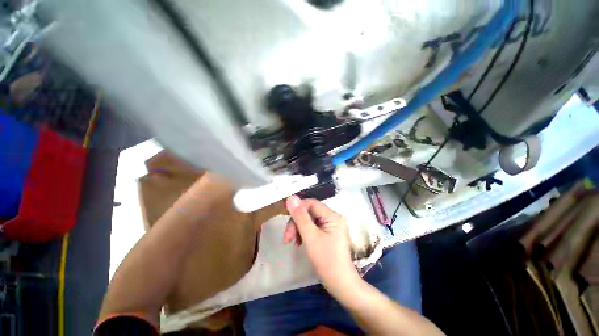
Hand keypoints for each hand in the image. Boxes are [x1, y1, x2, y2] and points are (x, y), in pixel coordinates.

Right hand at [284, 196, 359, 295]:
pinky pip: (312, 226)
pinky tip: (299, 242)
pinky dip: (303, 233)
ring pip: (309, 219)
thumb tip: (291, 197)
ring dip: (298, 228)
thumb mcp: (310, 237)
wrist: (341, 284)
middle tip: (288, 238)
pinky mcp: (328, 232)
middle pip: (309, 211)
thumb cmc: (326, 261)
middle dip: (296, 223)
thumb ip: (300, 217)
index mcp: (332, 215)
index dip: (297, 210)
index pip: (311, 203)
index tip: (287, 224)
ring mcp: (331, 225)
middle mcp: (333, 217)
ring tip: (292, 242)